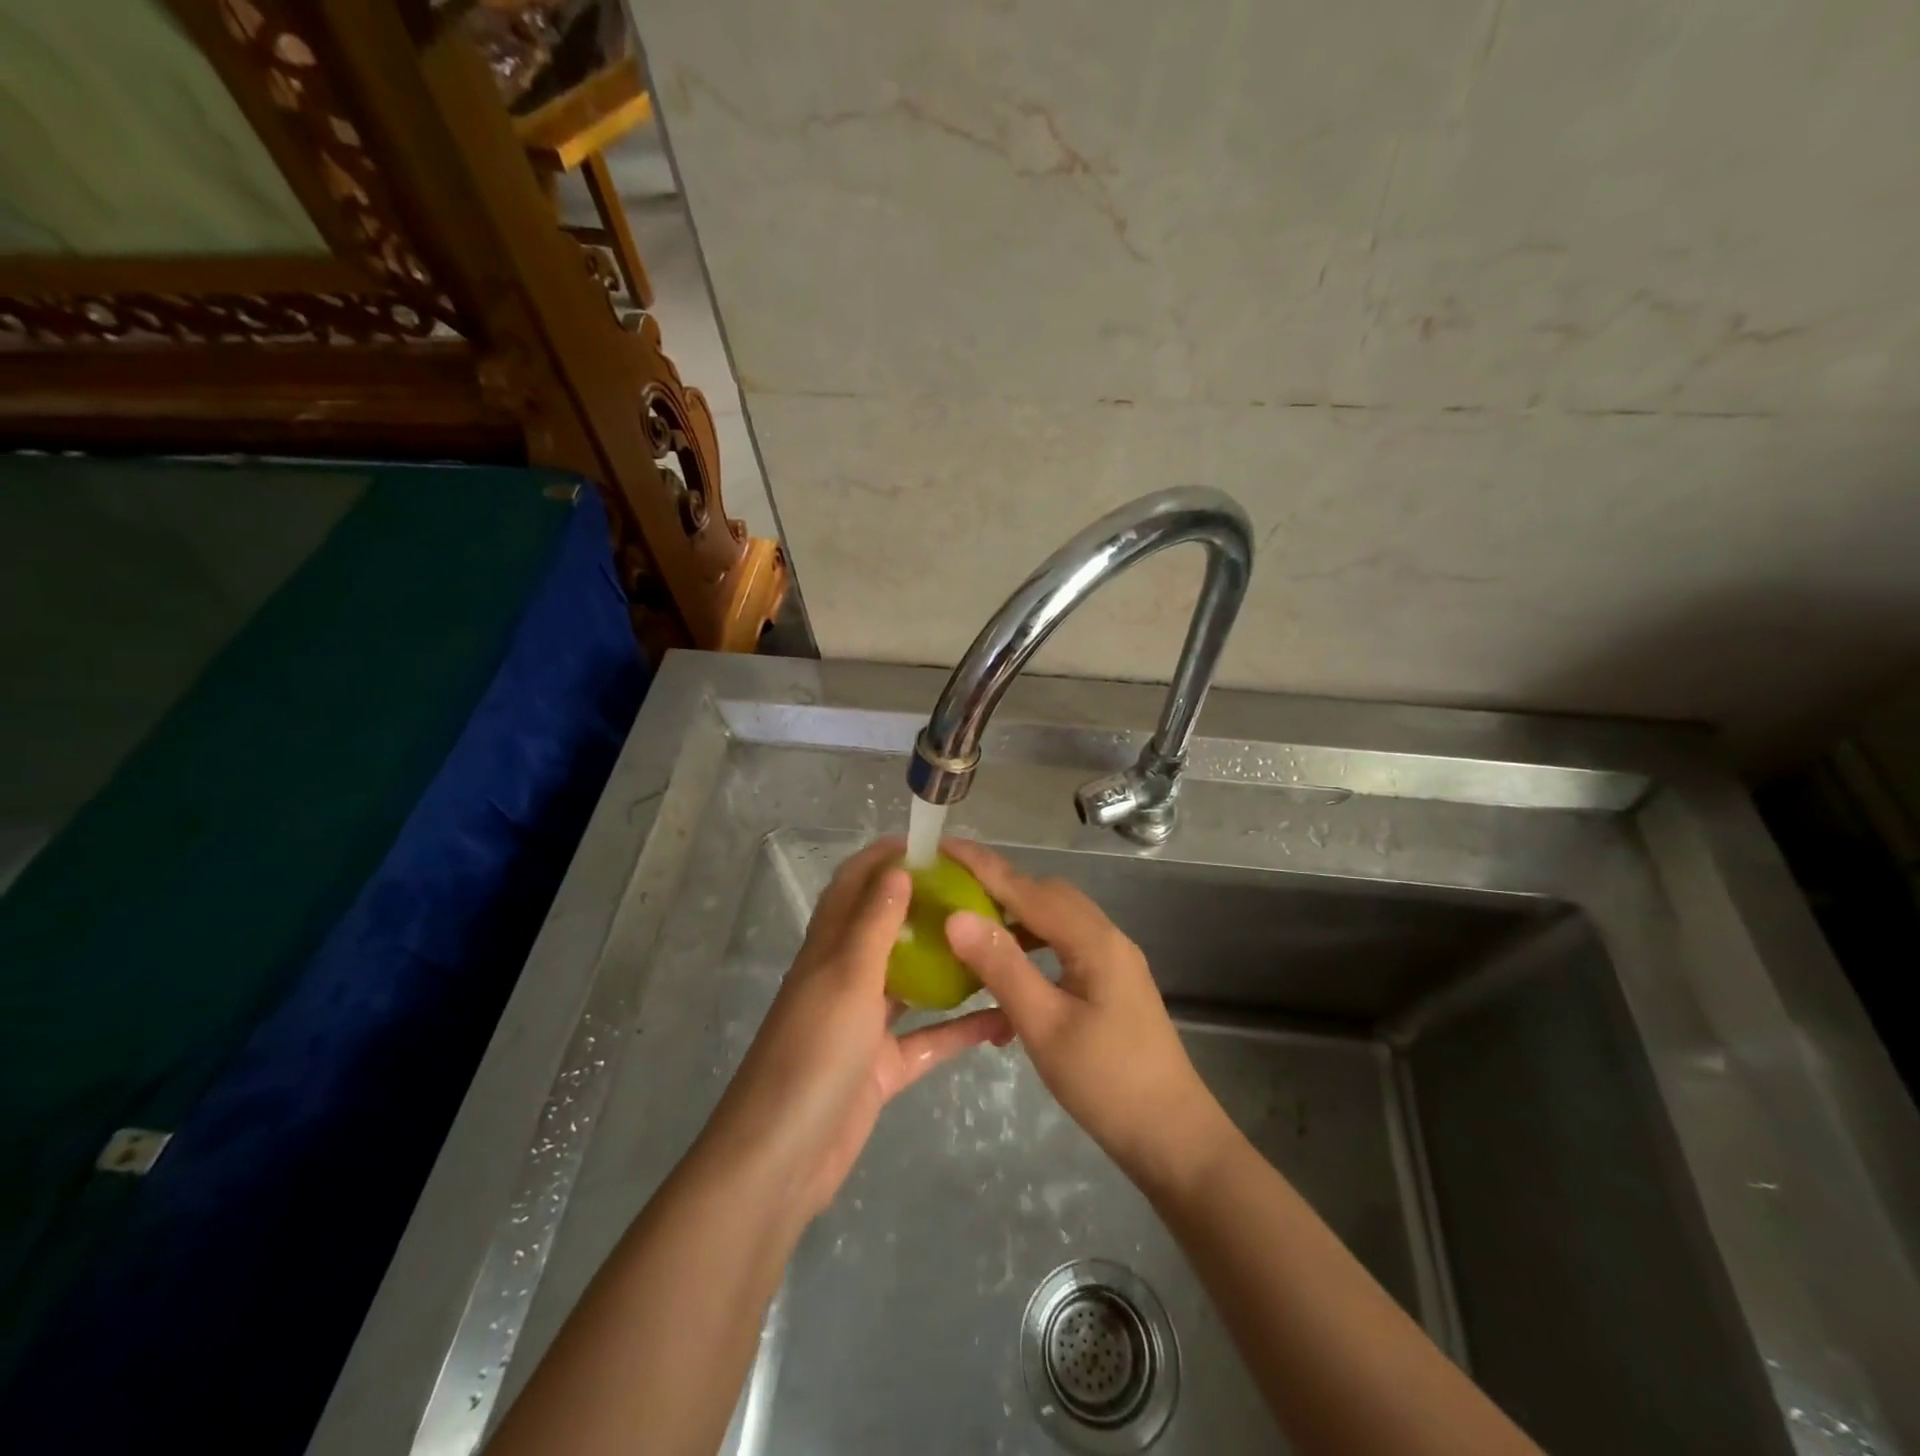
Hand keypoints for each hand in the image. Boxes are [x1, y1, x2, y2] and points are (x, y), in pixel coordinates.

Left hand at [698, 838, 1011, 1220]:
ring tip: (1000, 944)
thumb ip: (873, 923)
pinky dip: (962, 1030)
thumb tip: (897, 868)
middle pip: (890, 928)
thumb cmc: (812, 1053)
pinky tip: (1006, 1019)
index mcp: (829, 947)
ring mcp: (865, 1024)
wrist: (782, 1159)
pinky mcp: (883, 1067)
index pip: (856, 884)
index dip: (887, 858)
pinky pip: (929, 1039)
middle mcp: (847, 977)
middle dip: (929, 906)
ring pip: (915, 982)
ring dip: (951, 965)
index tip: (935, 845)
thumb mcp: (846, 978)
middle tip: (983, 893)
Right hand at [941, 839, 1232, 1193]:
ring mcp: (1113, 960)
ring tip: (972, 931)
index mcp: (1093, 940)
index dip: (983, 865)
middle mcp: (1106, 938)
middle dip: (998, 886)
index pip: (1028, 888)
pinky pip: (1064, 947)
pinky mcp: (1112, 983)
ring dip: (1015, 919)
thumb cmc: (1107, 1083)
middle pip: (1046, 895)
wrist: (1173, 1138)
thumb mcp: (1045, 1026)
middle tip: (951, 889)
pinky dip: (1032, 949)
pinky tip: (1008, 977)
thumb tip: (956, 917)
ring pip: (1056, 921)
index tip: (943, 846)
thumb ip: (1002, 967)